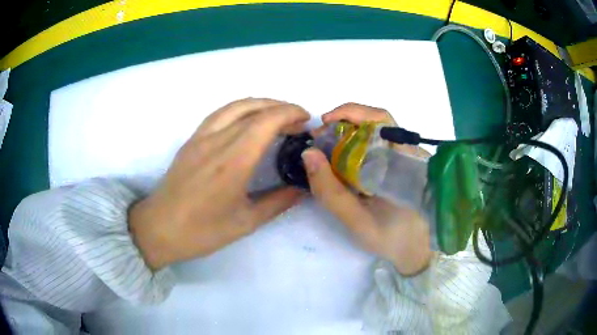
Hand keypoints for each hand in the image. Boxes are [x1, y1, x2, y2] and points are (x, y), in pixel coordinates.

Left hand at [130, 98, 309, 269]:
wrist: (160, 228)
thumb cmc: (202, 231)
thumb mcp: (245, 222)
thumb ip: (278, 202)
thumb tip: (302, 189)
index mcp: (233, 161)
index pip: (266, 121)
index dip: (290, 113)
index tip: (306, 119)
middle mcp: (217, 141)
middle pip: (254, 109)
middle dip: (281, 108)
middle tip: (297, 120)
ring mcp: (201, 137)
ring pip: (235, 106)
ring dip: (261, 104)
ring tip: (277, 115)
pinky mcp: (191, 139)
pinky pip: (220, 113)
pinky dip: (241, 109)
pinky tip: (247, 120)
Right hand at [303, 103, 431, 275]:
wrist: (417, 250)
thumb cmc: (391, 239)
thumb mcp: (357, 221)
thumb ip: (331, 192)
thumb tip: (308, 153)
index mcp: (404, 161)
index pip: (381, 120)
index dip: (351, 113)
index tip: (324, 122)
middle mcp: (409, 152)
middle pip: (377, 121)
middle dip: (344, 123)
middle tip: (319, 138)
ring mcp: (408, 156)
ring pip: (377, 132)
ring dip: (348, 134)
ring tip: (326, 148)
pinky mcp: (403, 164)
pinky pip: (379, 145)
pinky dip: (356, 146)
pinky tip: (342, 160)